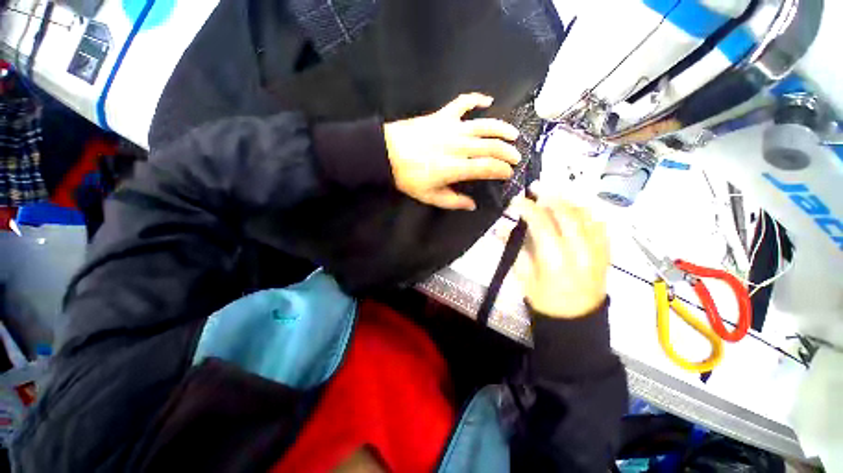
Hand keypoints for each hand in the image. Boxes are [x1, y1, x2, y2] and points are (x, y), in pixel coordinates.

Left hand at [384, 93, 520, 209]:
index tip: (509, 174)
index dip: (502, 170)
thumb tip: (472, 205)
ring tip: (514, 135)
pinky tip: (488, 100)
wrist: (386, 153)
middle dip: (508, 152)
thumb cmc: (408, 178)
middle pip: (491, 146)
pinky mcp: (442, 116)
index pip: (487, 167)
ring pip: (484, 125)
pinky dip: (476, 99)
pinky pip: (463, 103)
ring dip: (502, 129)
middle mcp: (459, 146)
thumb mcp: (430, 196)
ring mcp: (451, 128)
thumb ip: (453, 201)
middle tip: (517, 157)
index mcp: (455, 167)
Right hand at [513, 188, 609, 317]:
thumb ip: (514, 249)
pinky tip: (573, 210)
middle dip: (549, 196)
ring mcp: (598, 251)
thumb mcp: (523, 277)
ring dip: (567, 201)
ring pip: (585, 214)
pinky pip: (599, 224)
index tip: (516, 201)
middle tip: (535, 189)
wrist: (577, 320)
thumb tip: (500, 228)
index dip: (527, 207)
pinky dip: (585, 212)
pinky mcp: (606, 252)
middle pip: (567, 212)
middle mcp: (580, 252)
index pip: (542, 223)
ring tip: (552, 197)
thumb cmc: (544, 301)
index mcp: (556, 261)